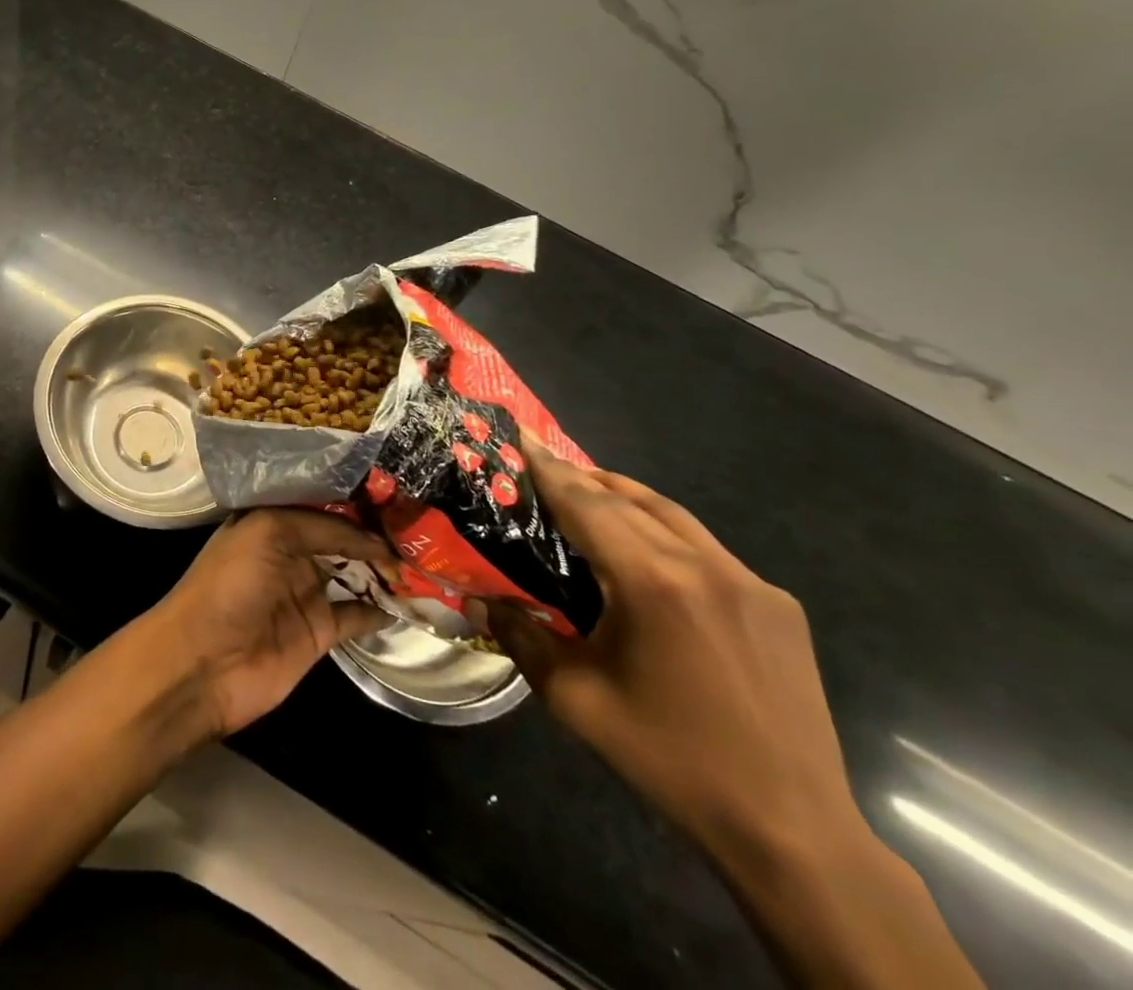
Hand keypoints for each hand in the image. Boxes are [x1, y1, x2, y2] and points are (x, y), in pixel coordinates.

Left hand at [136, 509, 395, 740]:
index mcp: (271, 522)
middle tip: (419, 532)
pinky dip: (380, 609)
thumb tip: (372, 538)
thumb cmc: (230, 585)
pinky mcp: (318, 632)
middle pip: (341, 539)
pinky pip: (356, 615)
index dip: (356, 505)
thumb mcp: (269, 534)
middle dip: (374, 535)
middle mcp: (290, 553)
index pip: (323, 506)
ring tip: (422, 562)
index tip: (396, 501)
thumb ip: (322, 528)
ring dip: (382, 571)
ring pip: (353, 575)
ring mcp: (305, 593)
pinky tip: (408, 601)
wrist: (203, 663)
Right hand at [487, 441, 863, 875]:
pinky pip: (709, 549)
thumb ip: (520, 637)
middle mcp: (707, 567)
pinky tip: (649, 554)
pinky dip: (666, 532)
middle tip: (544, 462)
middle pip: (630, 501)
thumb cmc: (670, 758)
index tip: (522, 437)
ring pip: (674, 516)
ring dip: (625, 496)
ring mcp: (751, 584)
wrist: (792, 832)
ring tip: (588, 490)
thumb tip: (475, 603)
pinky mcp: (779, 607)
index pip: (589, 505)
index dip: (550, 470)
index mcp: (654, 583)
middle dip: (582, 478)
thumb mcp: (575, 699)